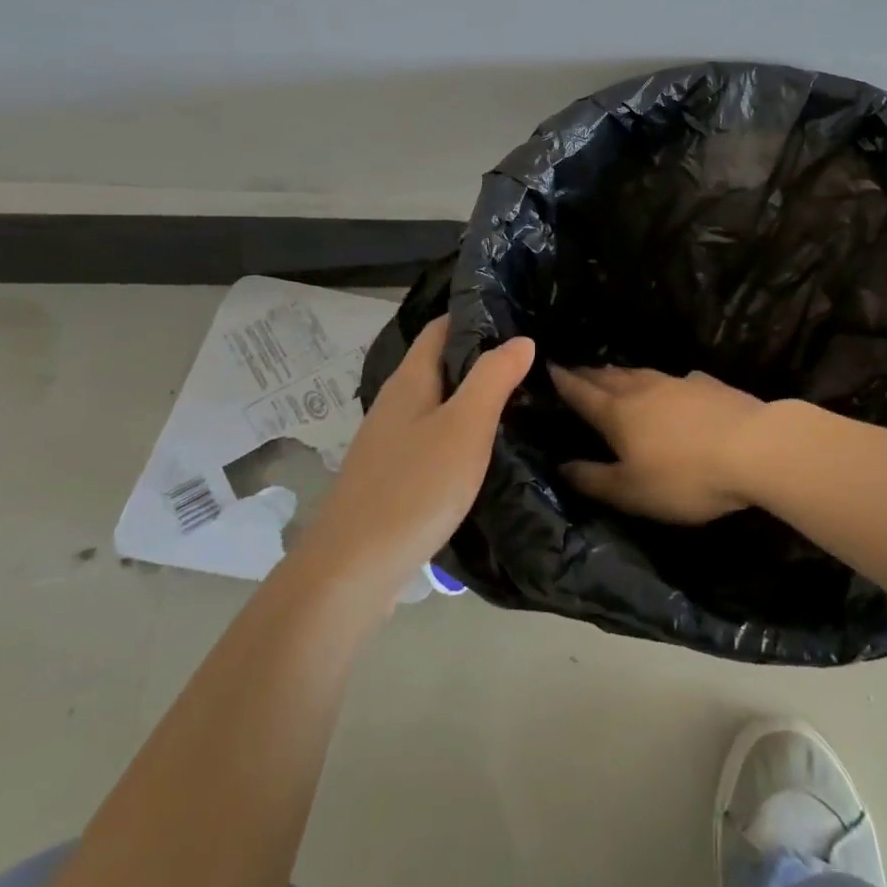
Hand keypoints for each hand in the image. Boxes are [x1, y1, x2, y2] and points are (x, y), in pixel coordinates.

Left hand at [300, 319, 533, 604]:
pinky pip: (434, 439)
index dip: (477, 316)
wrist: (351, 571)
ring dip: (474, 398)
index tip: (521, 315)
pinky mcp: (393, 477)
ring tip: (522, 400)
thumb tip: (521, 339)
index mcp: (410, 380)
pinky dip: (463, 433)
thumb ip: (493, 378)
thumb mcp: (465, 427)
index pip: (441, 327)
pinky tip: (487, 450)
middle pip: (441, 365)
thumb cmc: (414, 488)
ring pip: (439, 404)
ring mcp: (391, 442)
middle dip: (482, 358)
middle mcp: (396, 403)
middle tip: (535, 360)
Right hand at [547, 364, 768, 522]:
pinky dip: (662, 382)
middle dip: (589, 374)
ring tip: (612, 373)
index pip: (582, 393)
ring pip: (641, 373)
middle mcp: (644, 390)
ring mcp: (678, 383)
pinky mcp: (709, 385)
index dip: (563, 382)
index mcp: (618, 414)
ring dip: (622, 373)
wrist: (755, 448)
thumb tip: (561, 465)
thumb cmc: (685, 477)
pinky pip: (675, 380)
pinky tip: (671, 386)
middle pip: (609, 377)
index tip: (548, 367)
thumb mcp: (631, 491)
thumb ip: (593, 479)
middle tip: (575, 369)